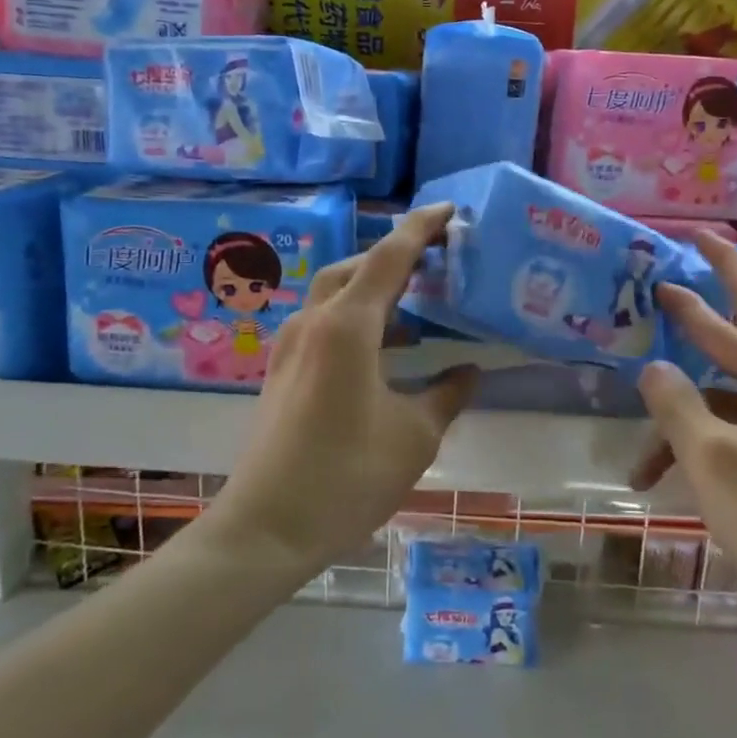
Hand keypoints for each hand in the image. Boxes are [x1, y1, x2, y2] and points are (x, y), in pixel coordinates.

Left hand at [208, 204, 478, 571]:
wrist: (267, 527)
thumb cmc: (347, 476)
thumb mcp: (414, 436)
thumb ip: (447, 395)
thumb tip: (469, 372)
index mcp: (347, 327)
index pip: (389, 258)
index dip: (421, 229)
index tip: (448, 210)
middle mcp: (313, 323)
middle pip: (355, 268)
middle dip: (395, 257)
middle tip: (436, 262)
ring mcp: (290, 347)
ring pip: (335, 295)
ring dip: (373, 290)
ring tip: (416, 307)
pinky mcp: (282, 371)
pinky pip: (323, 324)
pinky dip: (356, 320)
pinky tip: (383, 352)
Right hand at [631, 233, 736, 629]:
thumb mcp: (711, 457)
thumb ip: (675, 403)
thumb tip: (653, 368)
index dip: (724, 263)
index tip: (699, 234)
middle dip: (694, 325)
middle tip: (656, 291)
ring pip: (732, 403)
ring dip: (685, 424)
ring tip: (638, 459)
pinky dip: (707, 448)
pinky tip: (669, 480)